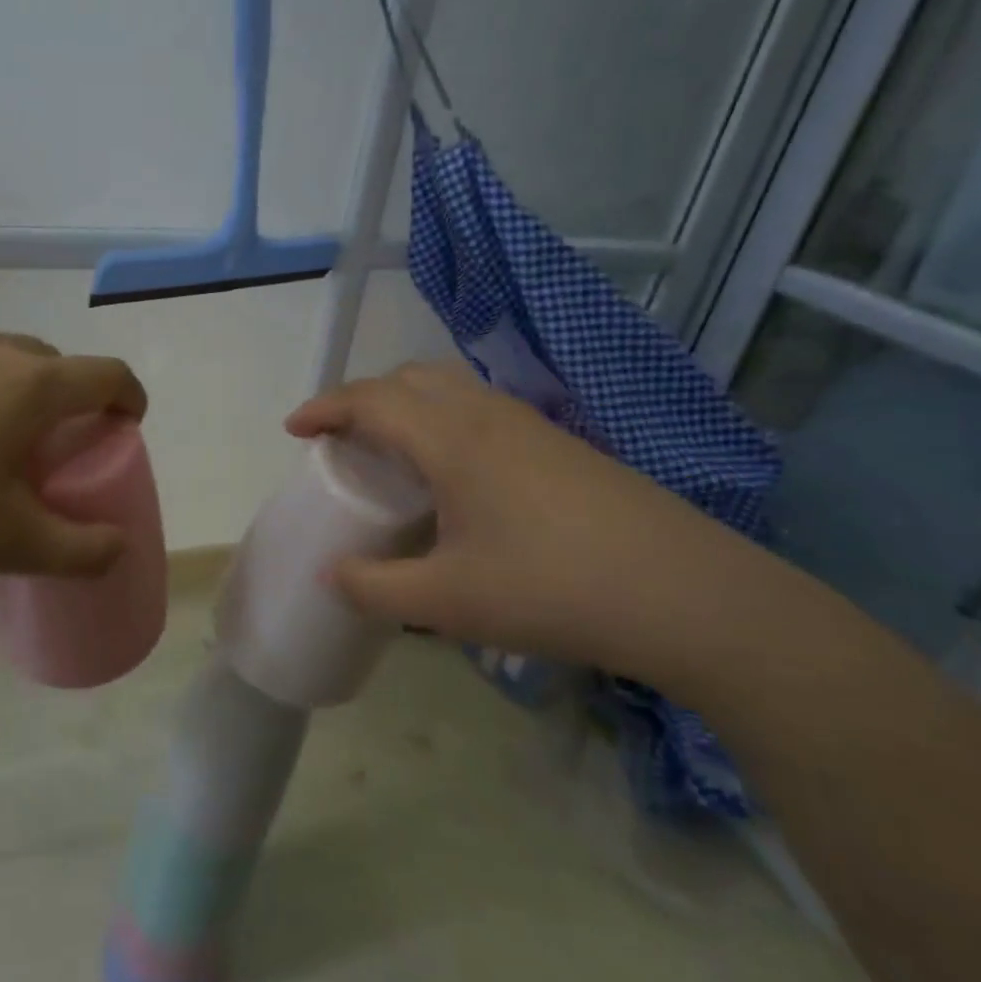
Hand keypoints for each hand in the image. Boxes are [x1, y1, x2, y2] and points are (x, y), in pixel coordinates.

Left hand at [0, 330, 147, 589]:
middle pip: (55, 363)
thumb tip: (118, 548)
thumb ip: (80, 551)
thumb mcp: (10, 544)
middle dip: (72, 398)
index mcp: (32, 384)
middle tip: (58, 449)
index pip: (107, 374)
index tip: (128, 426)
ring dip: (19, 392)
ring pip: (2, 359)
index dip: (130, 397)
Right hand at [286, 363, 772, 684]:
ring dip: (408, 406)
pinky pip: (481, 410)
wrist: (686, 595)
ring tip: (395, 455)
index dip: (324, 407)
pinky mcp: (561, 445)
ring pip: (450, 388)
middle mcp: (486, 414)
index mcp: (450, 439)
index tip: (294, 428)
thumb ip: (376, 590)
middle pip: (409, 378)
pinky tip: (458, 477)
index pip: (369, 400)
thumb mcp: (448, 603)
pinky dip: (445, 421)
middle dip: (364, 398)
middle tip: (344, 441)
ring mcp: (530, 425)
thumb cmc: (552, 589)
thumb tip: (332, 576)